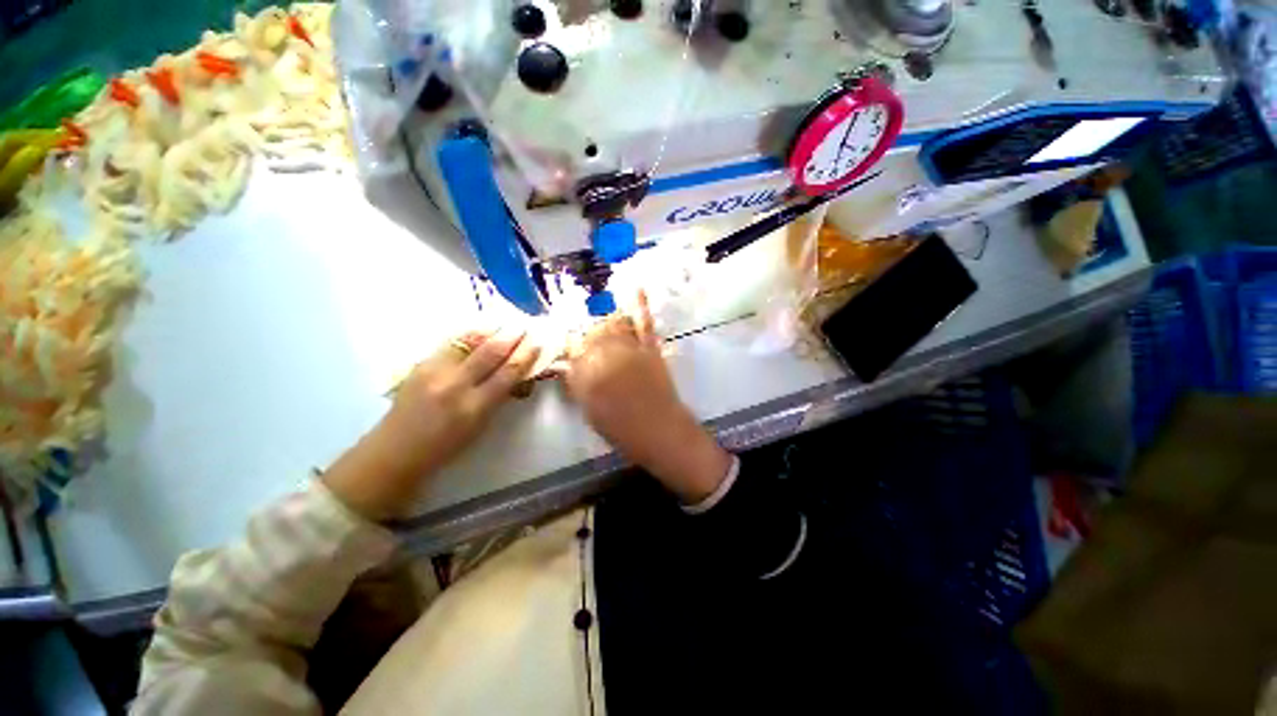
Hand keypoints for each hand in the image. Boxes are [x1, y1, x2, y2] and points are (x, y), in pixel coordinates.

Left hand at [323, 328, 540, 519]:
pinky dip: (469, 334)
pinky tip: (479, 328)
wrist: (395, 451)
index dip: (526, 355)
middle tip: (525, 324)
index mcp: (474, 407)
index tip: (538, 342)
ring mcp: (434, 372)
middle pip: (491, 352)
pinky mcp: (419, 364)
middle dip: (512, 336)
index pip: (508, 373)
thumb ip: (498, 397)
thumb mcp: (480, 426)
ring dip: (491, 329)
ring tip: (505, 320)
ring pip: (468, 341)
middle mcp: (455, 385)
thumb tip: (516, 373)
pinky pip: (450, 343)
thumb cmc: (445, 447)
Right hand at [563, 292, 731, 504]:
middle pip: (591, 332)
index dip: (568, 344)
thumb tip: (564, 365)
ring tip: (600, 324)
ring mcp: (631, 347)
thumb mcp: (589, 409)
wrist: (659, 431)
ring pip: (613, 324)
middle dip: (586, 335)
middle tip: (584, 343)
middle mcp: (607, 353)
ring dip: (604, 322)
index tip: (565, 344)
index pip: (571, 347)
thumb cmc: (620, 427)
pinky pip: (644, 322)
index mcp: (588, 371)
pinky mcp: (650, 347)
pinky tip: (635, 285)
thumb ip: (575, 383)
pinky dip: (640, 304)